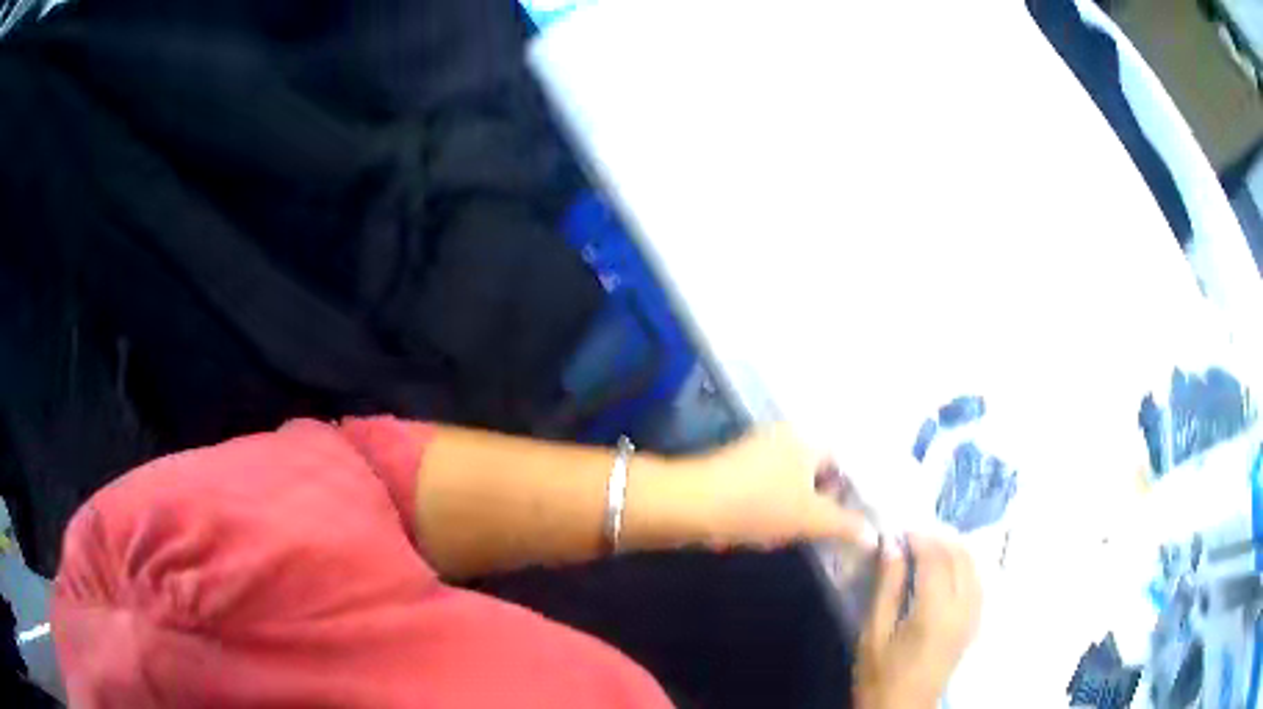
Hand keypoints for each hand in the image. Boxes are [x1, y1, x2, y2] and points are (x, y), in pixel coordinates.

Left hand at [689, 425, 870, 549]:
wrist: (689, 506)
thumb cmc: (758, 505)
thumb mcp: (810, 519)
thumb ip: (846, 525)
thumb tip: (876, 536)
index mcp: (810, 437)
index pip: (850, 457)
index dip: (864, 486)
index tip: (876, 513)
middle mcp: (789, 436)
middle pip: (826, 467)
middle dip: (839, 496)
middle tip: (856, 526)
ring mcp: (763, 451)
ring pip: (802, 477)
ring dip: (814, 502)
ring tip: (830, 531)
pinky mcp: (743, 469)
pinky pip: (780, 484)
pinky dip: (791, 503)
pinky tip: (795, 526)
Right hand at [854, 534, 981, 708]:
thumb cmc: (880, 676)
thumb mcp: (873, 633)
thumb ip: (886, 587)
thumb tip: (892, 546)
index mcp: (936, 612)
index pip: (936, 559)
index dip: (919, 538)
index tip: (900, 530)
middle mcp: (963, 608)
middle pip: (960, 557)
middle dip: (938, 540)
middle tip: (912, 536)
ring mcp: (973, 615)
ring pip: (974, 566)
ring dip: (954, 549)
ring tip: (929, 548)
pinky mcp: (974, 623)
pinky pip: (977, 582)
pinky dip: (965, 566)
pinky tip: (948, 568)